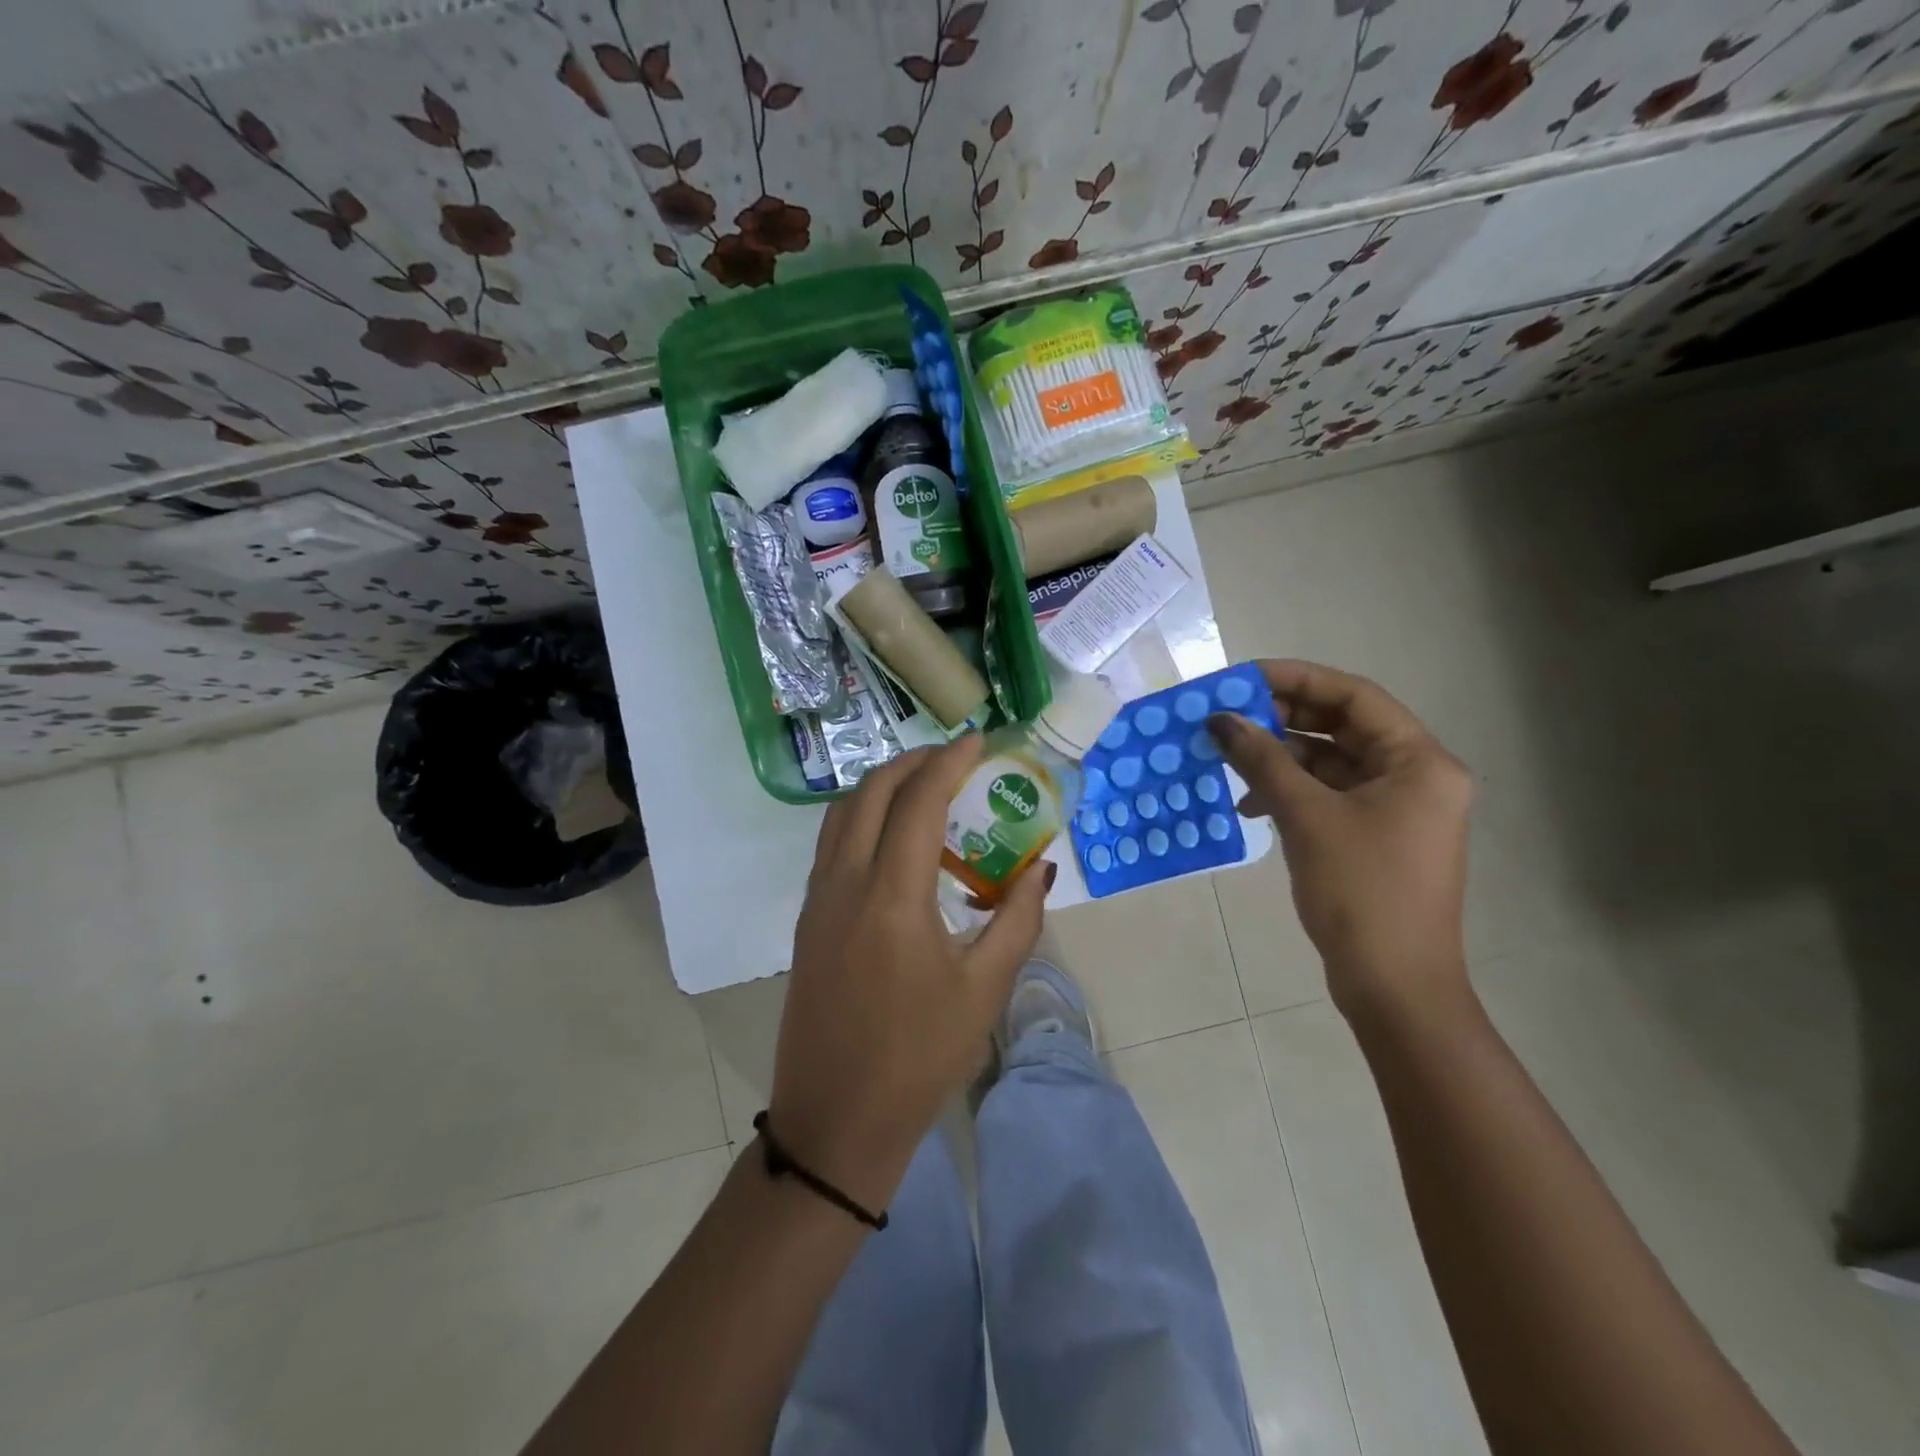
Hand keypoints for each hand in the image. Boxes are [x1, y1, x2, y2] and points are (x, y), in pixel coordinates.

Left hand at [769, 737, 1051, 1212]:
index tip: (978, 740)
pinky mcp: (808, 920)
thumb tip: (1041, 867)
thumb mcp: (984, 989)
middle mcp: (846, 883)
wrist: (836, 1121)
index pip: (919, 801)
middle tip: (952, 757)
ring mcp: (819, 900)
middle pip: (871, 792)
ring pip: (843, 813)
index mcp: (892, 896)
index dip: (949, 761)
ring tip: (923, 786)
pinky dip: (863, 817)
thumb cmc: (919, 1058)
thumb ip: (1018, 919)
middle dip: (912, 762)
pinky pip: (832, 843)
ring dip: (882, 786)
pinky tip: (893, 836)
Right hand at [1210, 660, 1472, 1020]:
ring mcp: (1396, 809)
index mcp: (1419, 762)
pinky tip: (1250, 804)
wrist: (1394, 986)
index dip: (1296, 678)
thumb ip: (1263, 760)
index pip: (1354, 696)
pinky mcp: (1375, 837)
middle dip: (1282, 718)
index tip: (1241, 678)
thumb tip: (1220, 720)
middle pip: (1342, 727)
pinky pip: (1329, 796)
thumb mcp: (1307, 817)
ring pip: (1331, 763)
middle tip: (1226, 716)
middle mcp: (1416, 777)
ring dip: (1280, 758)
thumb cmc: (1361, 892)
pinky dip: (1290, 792)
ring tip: (1228, 757)